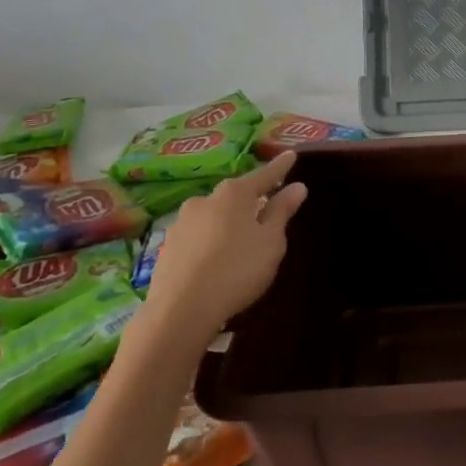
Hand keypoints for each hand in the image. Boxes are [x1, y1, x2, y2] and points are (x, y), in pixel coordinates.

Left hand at [138, 151, 306, 342]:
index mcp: (234, 194)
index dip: (280, 167)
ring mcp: (181, 223)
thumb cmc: (237, 271)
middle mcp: (205, 200)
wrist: (180, 311)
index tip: (291, 155)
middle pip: (235, 195)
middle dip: (250, 199)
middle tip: (266, 207)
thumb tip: (297, 186)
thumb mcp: (270, 243)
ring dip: (227, 222)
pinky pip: (197, 236)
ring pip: (213, 215)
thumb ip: (281, 212)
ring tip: (239, 242)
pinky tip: (215, 260)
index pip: (264, 175)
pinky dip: (210, 241)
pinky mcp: (167, 247)